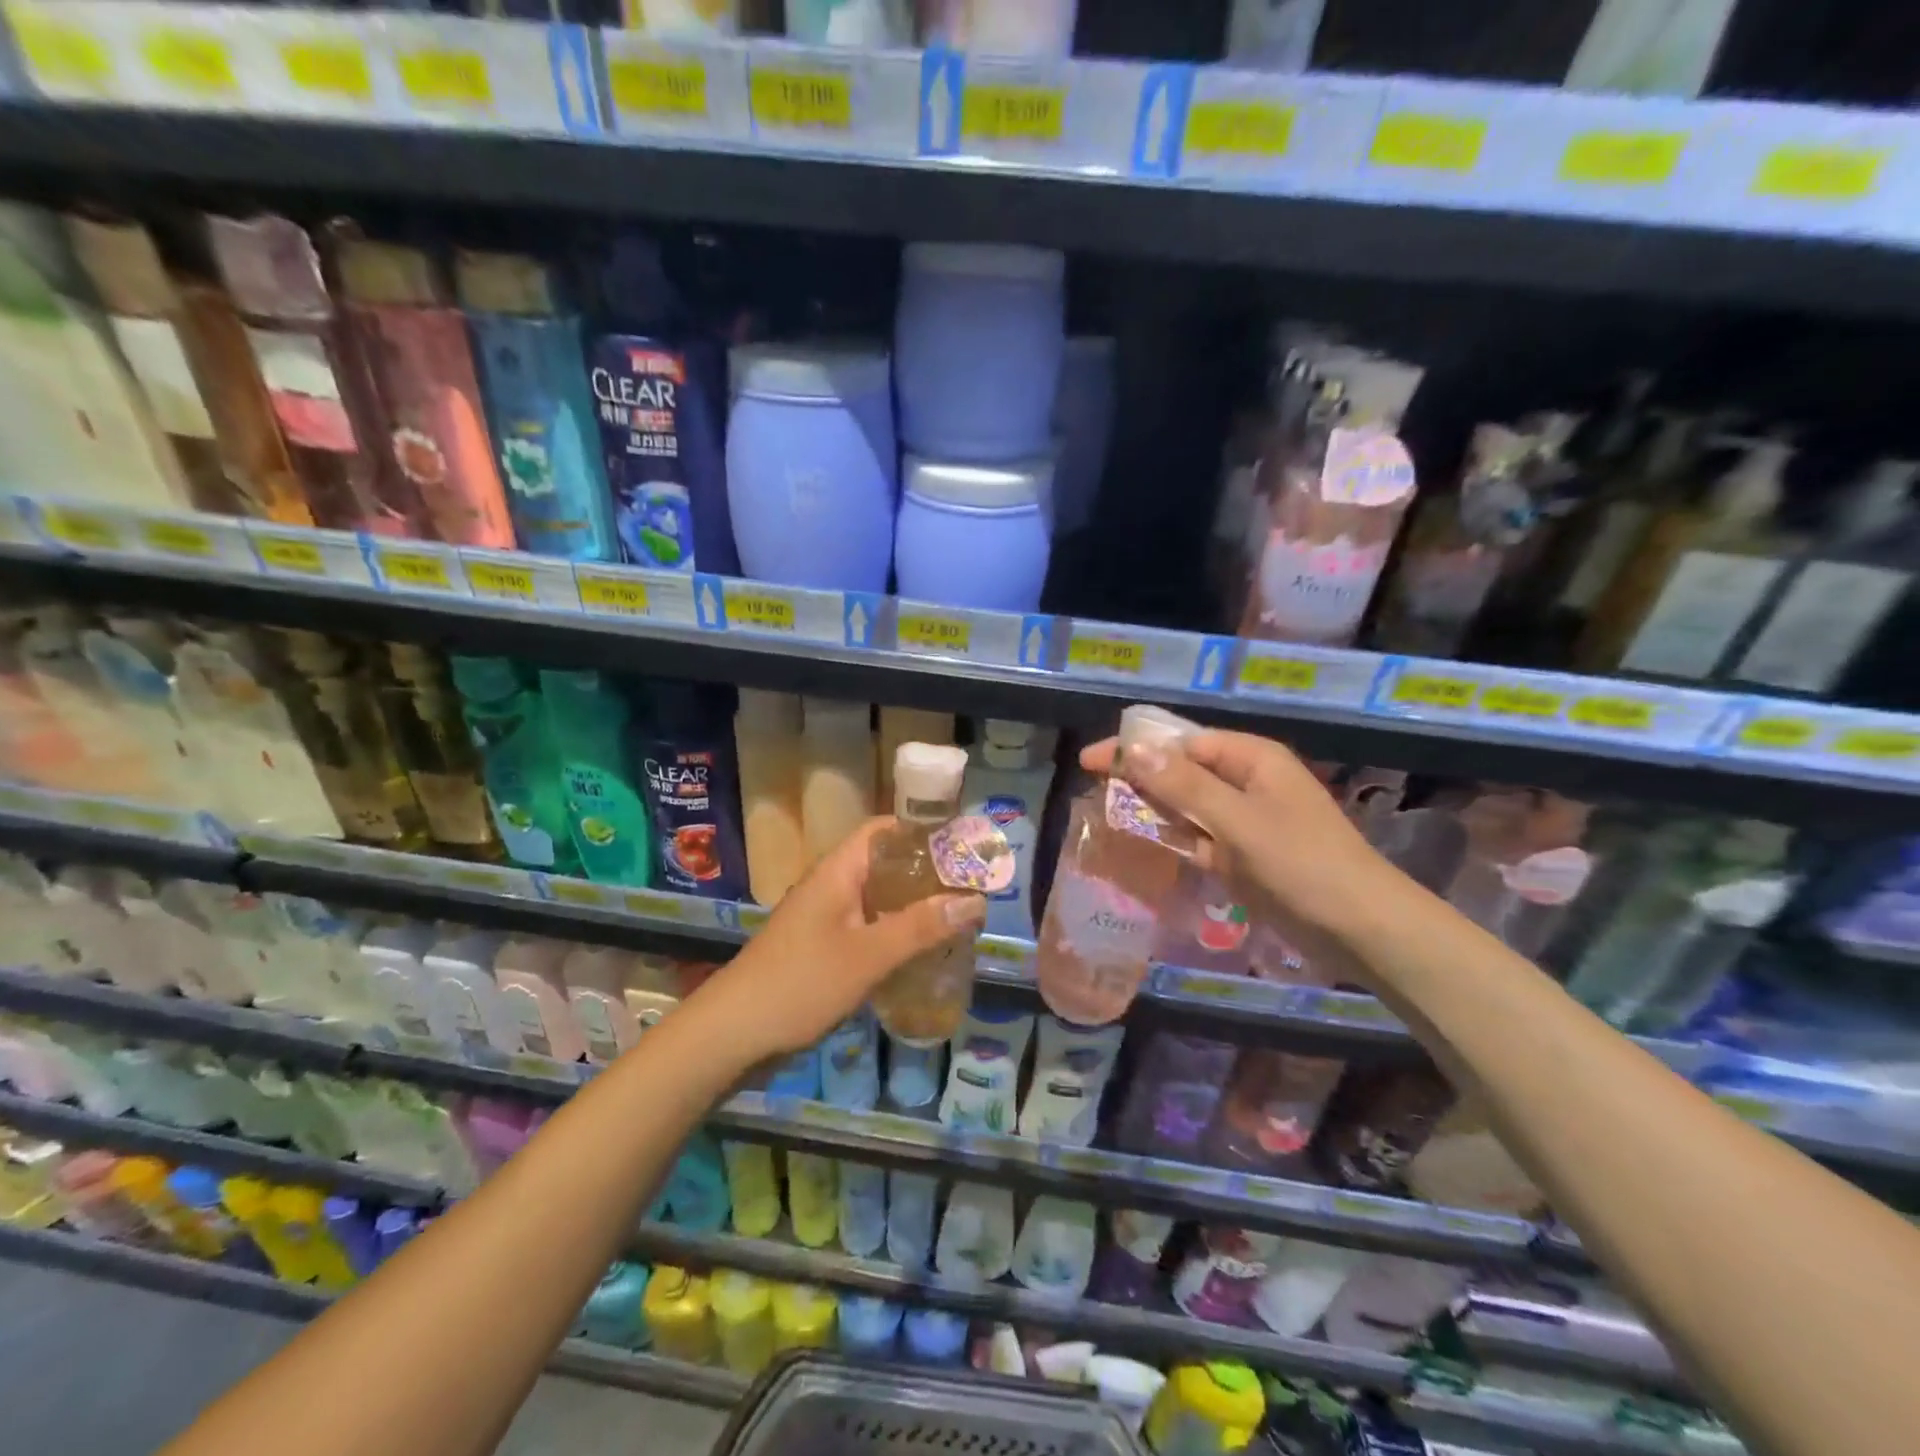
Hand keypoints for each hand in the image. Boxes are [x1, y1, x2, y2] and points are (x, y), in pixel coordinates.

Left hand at [694, 817, 985, 1064]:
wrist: (731, 1034)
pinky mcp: (823, 949)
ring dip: (913, 907)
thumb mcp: (868, 955)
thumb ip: (921, 927)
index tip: (963, 844)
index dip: (922, 830)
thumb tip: (975, 900)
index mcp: (838, 871)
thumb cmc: (801, 983)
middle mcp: (832, 887)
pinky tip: (922, 953)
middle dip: (926, 874)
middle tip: (971, 887)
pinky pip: (868, 929)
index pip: (883, 830)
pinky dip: (896, 934)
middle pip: (885, 865)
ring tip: (957, 918)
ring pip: (878, 900)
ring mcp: (825, 919)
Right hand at [1081, 728, 1392, 975]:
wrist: (1361, 929)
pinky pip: (1199, 837)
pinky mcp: (1245, 854)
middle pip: (1182, 771)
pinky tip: (1143, 845)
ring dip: (1151, 810)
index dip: (1134, 750)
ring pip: (1187, 806)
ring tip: (1104, 817)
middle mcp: (1247, 782)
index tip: (1090, 762)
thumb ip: (1183, 785)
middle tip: (1092, 793)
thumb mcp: (1237, 821)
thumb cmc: (1301, 864)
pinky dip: (1173, 839)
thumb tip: (1134, 749)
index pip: (1181, 743)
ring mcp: (1246, 820)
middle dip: (1139, 779)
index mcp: (1251, 759)